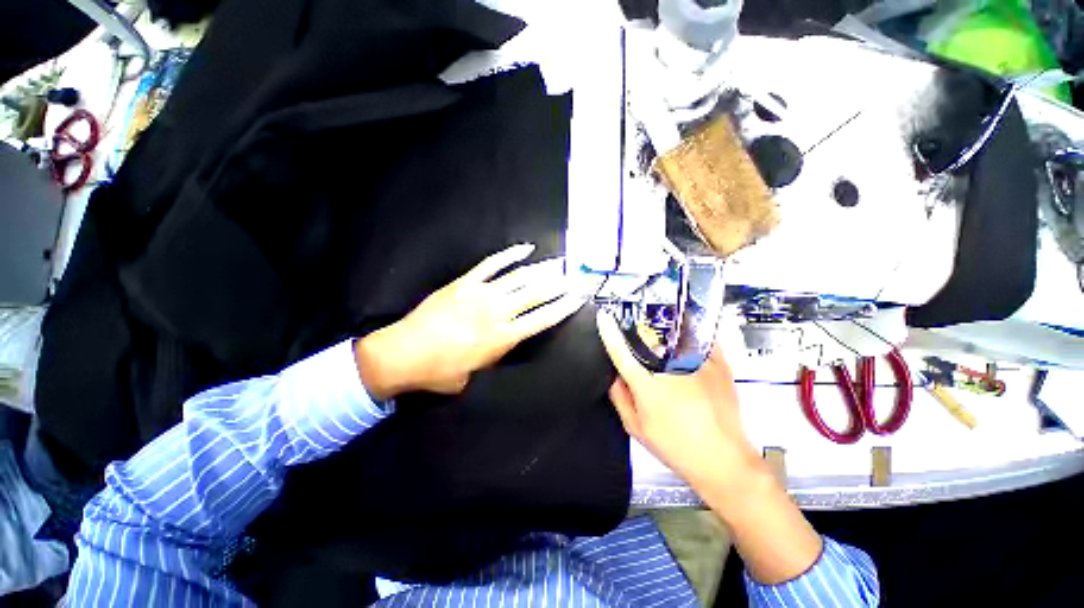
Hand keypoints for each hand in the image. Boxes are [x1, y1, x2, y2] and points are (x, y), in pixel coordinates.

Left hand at [355, 244, 586, 399]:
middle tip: (575, 275)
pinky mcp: (465, 283)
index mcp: (502, 338)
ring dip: (541, 269)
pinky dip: (509, 255)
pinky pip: (491, 264)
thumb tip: (509, 342)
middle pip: (536, 294)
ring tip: (559, 263)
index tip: (578, 296)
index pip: (542, 318)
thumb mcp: (477, 375)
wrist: (403, 354)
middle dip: (559, 284)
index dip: (563, 307)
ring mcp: (480, 293)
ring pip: (519, 277)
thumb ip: (497, 356)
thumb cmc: (441, 372)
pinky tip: (525, 248)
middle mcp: (497, 312)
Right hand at [595, 310, 759, 486]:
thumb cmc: (678, 447)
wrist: (724, 461)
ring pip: (674, 337)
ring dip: (665, 337)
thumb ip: (620, 399)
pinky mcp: (719, 366)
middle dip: (639, 338)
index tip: (603, 317)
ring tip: (666, 345)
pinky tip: (688, 344)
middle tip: (641, 347)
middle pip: (648, 340)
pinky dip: (693, 337)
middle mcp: (671, 370)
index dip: (609, 332)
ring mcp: (697, 365)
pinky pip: (702, 340)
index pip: (621, 352)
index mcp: (647, 386)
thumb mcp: (637, 428)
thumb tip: (614, 377)